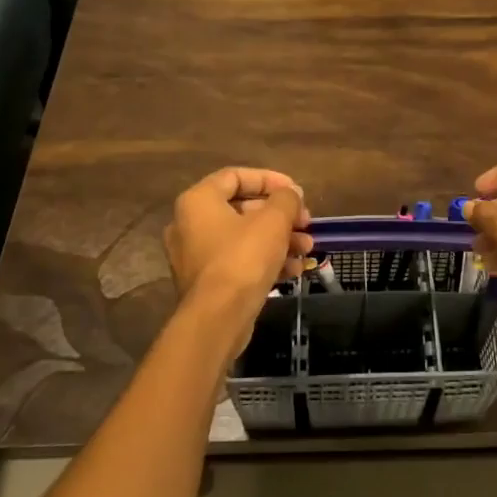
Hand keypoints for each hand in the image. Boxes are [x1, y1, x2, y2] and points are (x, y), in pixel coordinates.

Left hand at [165, 166, 311, 332]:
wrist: (218, 319)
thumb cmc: (243, 259)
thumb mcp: (273, 221)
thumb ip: (286, 199)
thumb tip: (291, 194)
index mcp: (198, 201)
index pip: (236, 176)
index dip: (270, 179)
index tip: (296, 191)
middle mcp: (190, 224)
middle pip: (243, 208)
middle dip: (280, 215)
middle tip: (306, 222)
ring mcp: (195, 256)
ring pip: (244, 237)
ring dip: (279, 239)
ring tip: (307, 248)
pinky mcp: (206, 283)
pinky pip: (238, 261)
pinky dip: (265, 260)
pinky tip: (293, 270)